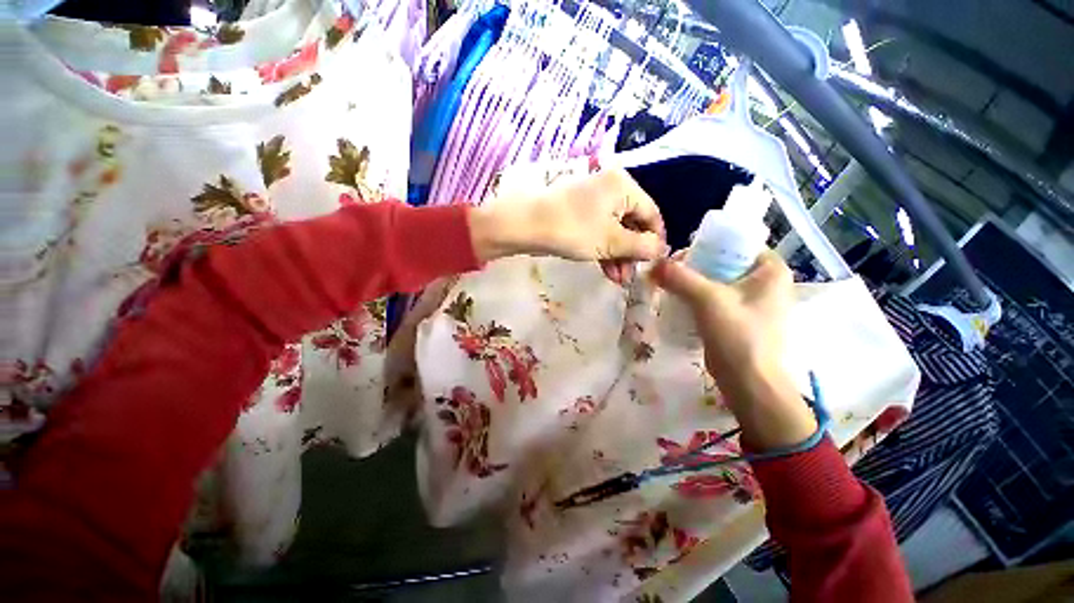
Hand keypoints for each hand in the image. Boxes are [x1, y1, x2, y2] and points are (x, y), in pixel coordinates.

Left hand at [468, 169, 666, 283]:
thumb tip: (661, 249)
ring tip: (618, 280)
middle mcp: (611, 187)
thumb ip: (641, 246)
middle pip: (633, 223)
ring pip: (615, 230)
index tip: (654, 263)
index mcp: (624, 186)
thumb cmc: (573, 230)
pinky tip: (607, 270)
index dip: (655, 240)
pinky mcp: (579, 212)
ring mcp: (593, 200)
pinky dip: (604, 249)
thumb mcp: (611, 241)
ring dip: (618, 255)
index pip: (652, 214)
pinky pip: (599, 230)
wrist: (525, 225)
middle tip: (630, 277)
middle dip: (632, 253)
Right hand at [652, 251, 817, 450]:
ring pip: (717, 281)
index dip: (706, 245)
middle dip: (694, 266)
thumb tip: (653, 263)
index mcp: (771, 270)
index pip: (736, 243)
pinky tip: (678, 301)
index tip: (679, 255)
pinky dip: (697, 297)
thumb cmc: (738, 335)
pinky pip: (716, 299)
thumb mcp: (707, 300)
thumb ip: (679, 278)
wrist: (749, 382)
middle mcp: (766, 282)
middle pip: (724, 262)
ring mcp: (753, 302)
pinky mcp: (740, 319)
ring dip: (693, 282)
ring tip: (669, 285)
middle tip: (669, 272)